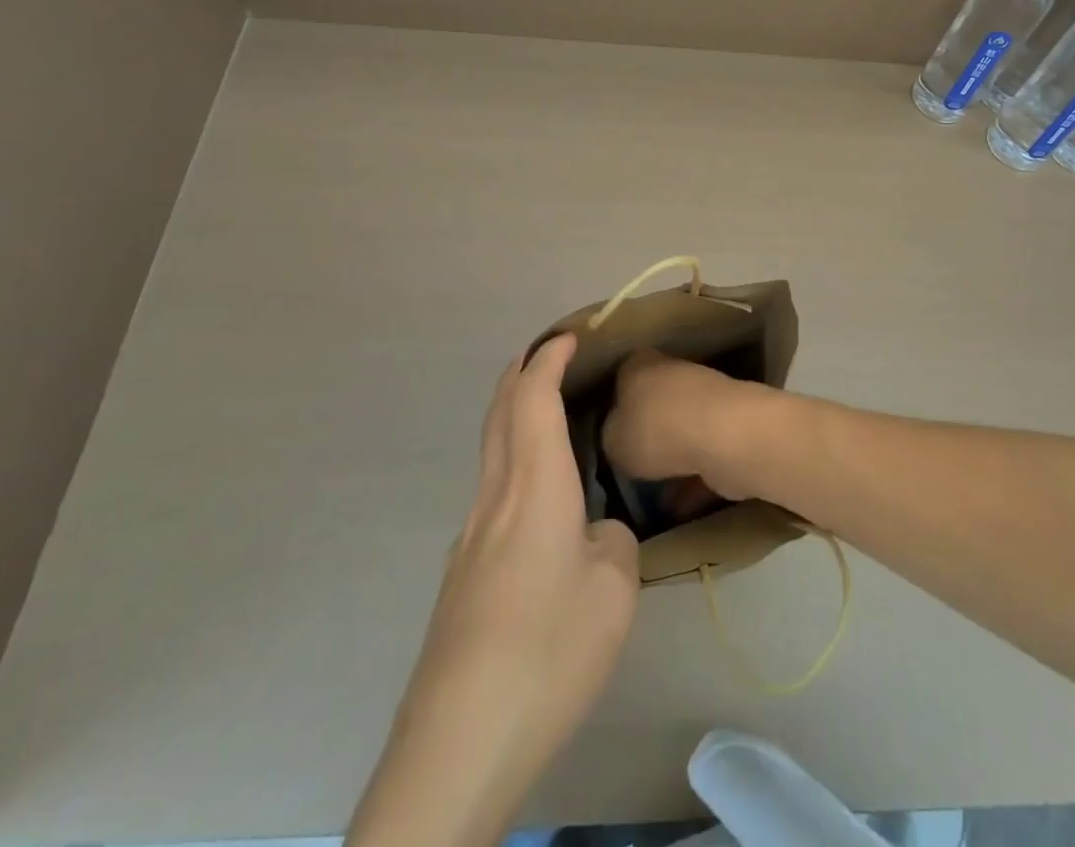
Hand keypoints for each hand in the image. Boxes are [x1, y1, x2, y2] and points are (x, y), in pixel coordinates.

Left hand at [347, 335, 639, 846]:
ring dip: (512, 414)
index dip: (549, 360)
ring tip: (544, 411)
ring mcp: (470, 534)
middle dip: (520, 373)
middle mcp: (495, 496)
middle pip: (499, 412)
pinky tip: (533, 495)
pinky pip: (489, 489)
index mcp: (533, 486)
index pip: (533, 398)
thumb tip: (594, 534)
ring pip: (490, 450)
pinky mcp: (462, 571)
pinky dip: (510, 459)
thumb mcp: (613, 592)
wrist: (461, 737)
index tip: (570, 337)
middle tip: (549, 355)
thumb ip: (612, 543)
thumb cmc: (549, 649)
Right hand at [602, 349, 768, 502]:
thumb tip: (618, 438)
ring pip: (679, 431)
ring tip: (651, 498)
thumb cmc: (657, 430)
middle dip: (643, 436)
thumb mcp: (612, 440)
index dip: (610, 410)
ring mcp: (705, 398)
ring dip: (670, 461)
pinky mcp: (729, 426)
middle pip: (651, 406)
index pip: (618, 381)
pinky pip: (703, 455)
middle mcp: (672, 372)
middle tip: (627, 469)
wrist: (724, 437)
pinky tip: (680, 508)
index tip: (605, 440)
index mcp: (639, 364)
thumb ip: (610, 437)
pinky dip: (693, 479)